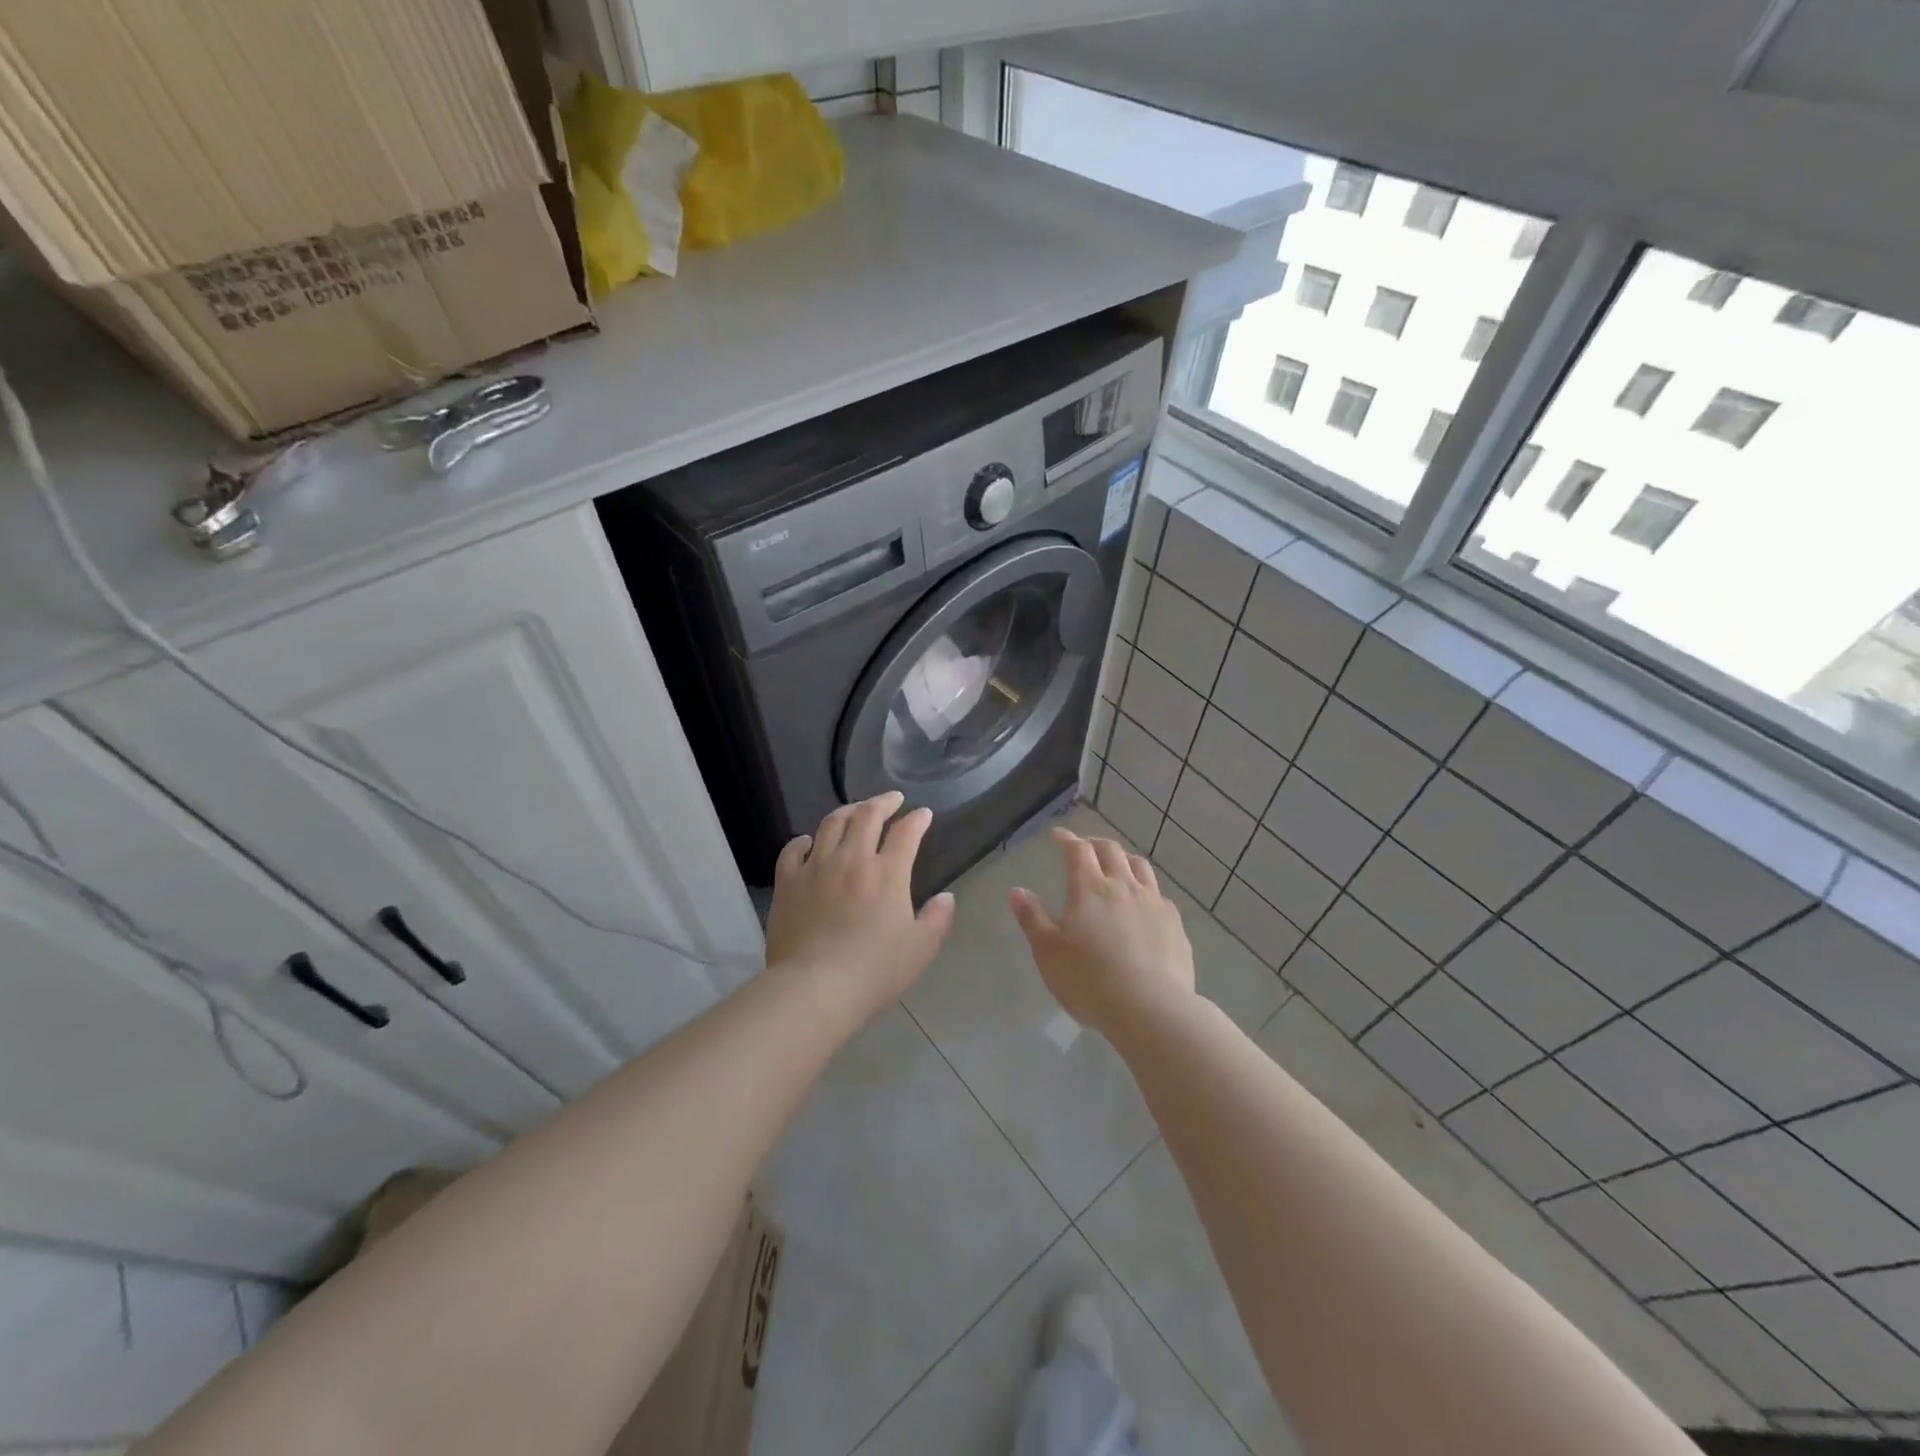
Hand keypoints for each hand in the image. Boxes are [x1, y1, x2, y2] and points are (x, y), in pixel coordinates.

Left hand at [765, 791, 955, 1022]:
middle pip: (867, 816)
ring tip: (856, 810)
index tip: (924, 813)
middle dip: (883, 801)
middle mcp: (852, 859)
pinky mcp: (788, 883)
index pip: (906, 832)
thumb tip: (946, 897)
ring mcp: (816, 867)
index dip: (917, 819)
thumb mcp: (920, 949)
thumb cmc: (874, 971)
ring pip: (831, 824)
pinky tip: (809, 842)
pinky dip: (803, 840)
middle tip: (892, 799)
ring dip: (847, 811)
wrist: (815, 988)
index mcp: (888, 872)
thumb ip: (937, 919)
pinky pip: (793, 849)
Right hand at [1009, 828, 1195, 1037]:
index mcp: (1089, 888)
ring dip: (1124, 859)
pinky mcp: (1175, 924)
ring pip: (1140, 866)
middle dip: (1094, 843)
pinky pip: (1159, 894)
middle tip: (1084, 847)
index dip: (1066, 839)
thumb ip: (1032, 918)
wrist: (1152, 1009)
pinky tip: (1143, 904)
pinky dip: (1146, 889)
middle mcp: (1124, 886)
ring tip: (1117, 866)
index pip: (1078, 850)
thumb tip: (1017, 891)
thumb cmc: (1090, 980)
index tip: (1057, 835)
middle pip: (1111, 850)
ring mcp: (1153, 903)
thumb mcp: (1048, 952)